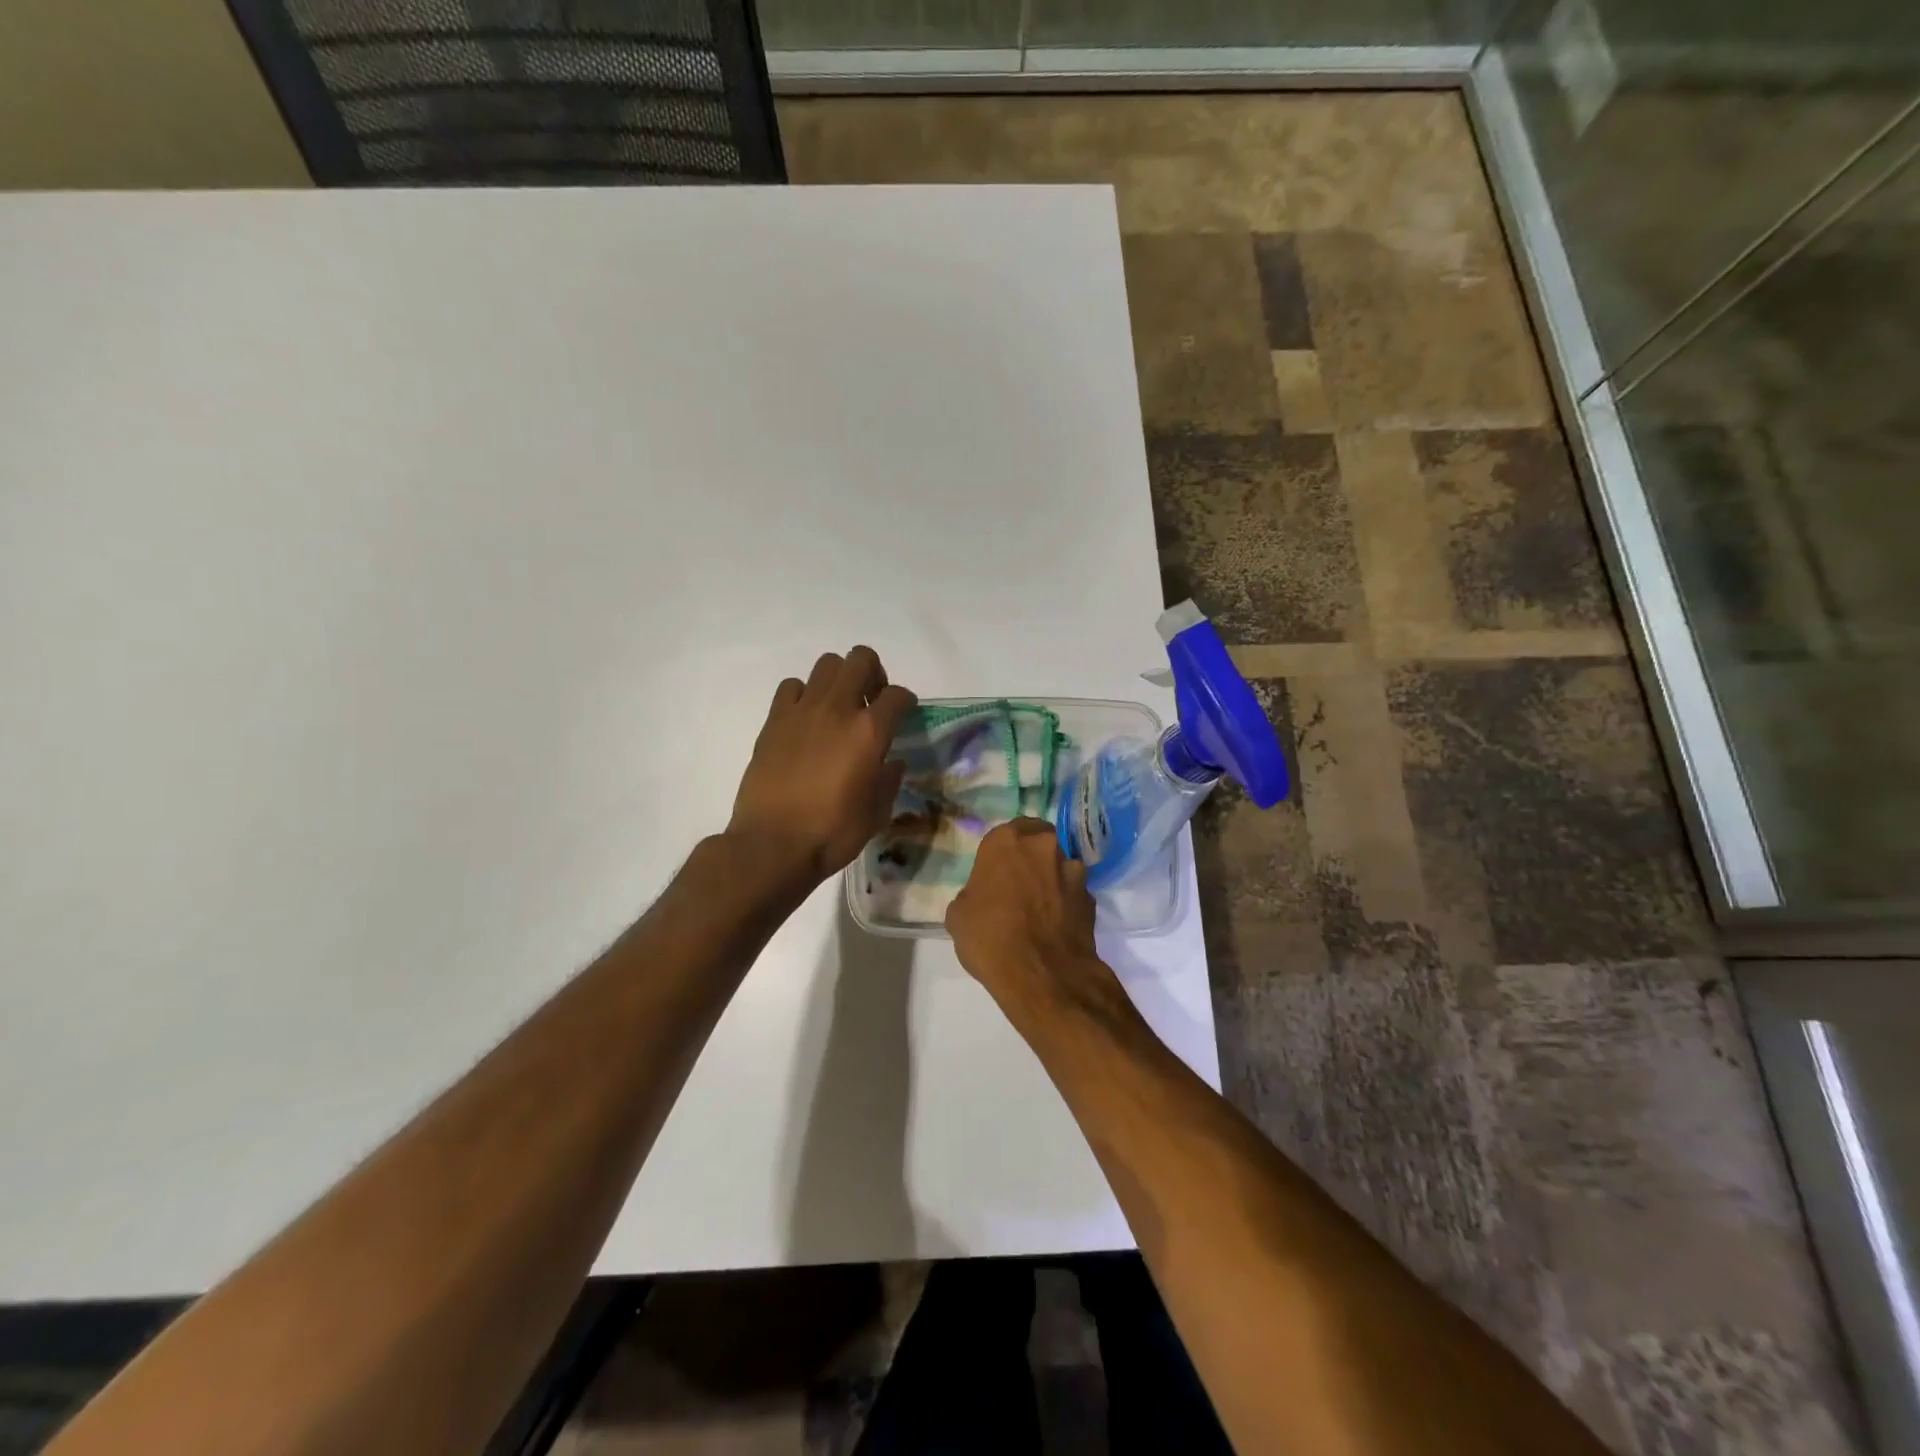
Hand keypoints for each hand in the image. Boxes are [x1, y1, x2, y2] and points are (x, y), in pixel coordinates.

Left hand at [727, 646, 916, 888]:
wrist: (772, 845)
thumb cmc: (831, 834)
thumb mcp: (876, 814)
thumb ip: (888, 781)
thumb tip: (892, 762)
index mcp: (869, 732)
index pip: (897, 695)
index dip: (906, 701)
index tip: (904, 714)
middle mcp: (837, 709)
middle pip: (861, 659)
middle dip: (874, 674)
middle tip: (871, 701)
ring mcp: (802, 711)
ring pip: (826, 664)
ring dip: (839, 679)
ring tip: (839, 707)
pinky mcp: (774, 720)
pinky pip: (791, 687)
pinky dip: (803, 694)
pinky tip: (806, 720)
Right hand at [946, 819, 1102, 1015]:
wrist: (1043, 975)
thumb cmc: (990, 938)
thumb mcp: (958, 915)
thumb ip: (973, 893)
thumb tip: (983, 898)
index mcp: (1006, 841)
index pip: (1006, 832)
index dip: (1002, 853)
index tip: (996, 872)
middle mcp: (1043, 846)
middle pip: (1038, 842)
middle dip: (1031, 858)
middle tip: (1019, 884)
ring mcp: (1072, 870)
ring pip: (1060, 866)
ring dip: (1051, 879)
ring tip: (1040, 909)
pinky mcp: (1091, 898)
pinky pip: (1073, 893)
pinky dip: (1066, 903)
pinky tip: (1055, 925)